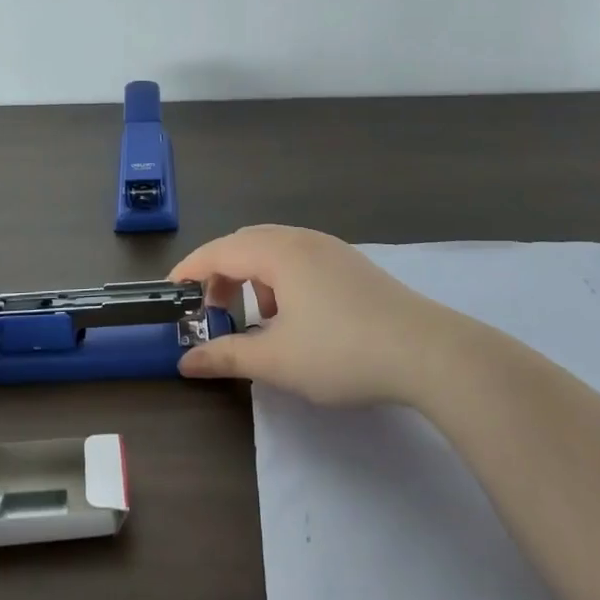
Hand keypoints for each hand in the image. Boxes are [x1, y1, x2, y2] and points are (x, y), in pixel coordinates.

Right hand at [171, 225, 453, 405]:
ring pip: (275, 249)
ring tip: (258, 319)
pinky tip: (296, 317)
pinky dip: (280, 280)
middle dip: (221, 274)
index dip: (190, 271)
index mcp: (278, 252)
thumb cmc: (343, 352)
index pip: (219, 251)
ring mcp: (331, 249)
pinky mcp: (352, 265)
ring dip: (253, 277)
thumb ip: (227, 356)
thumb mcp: (277, 360)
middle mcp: (301, 239)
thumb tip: (186, 361)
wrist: (429, 352)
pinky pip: (300, 259)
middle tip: (212, 310)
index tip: (171, 294)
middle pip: (245, 244)